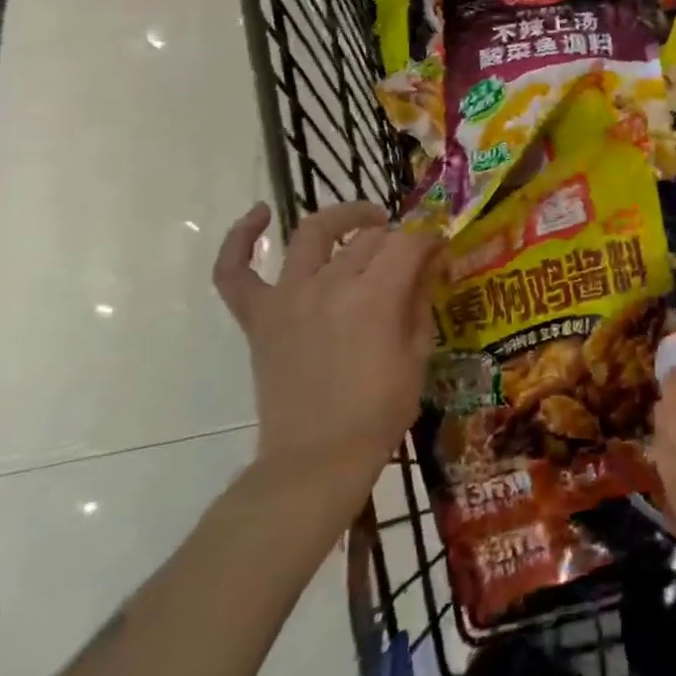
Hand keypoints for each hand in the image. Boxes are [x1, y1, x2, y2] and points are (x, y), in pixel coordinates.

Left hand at [213, 202, 439, 484]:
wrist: (315, 461)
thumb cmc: (378, 412)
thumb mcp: (418, 355)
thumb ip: (421, 300)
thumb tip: (428, 262)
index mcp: (374, 298)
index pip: (408, 243)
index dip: (429, 240)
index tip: (440, 249)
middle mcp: (329, 285)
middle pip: (368, 238)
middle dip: (396, 240)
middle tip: (409, 257)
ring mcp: (287, 298)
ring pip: (312, 234)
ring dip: (342, 219)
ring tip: (365, 222)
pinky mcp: (259, 317)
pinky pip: (236, 271)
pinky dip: (240, 239)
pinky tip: (258, 214)